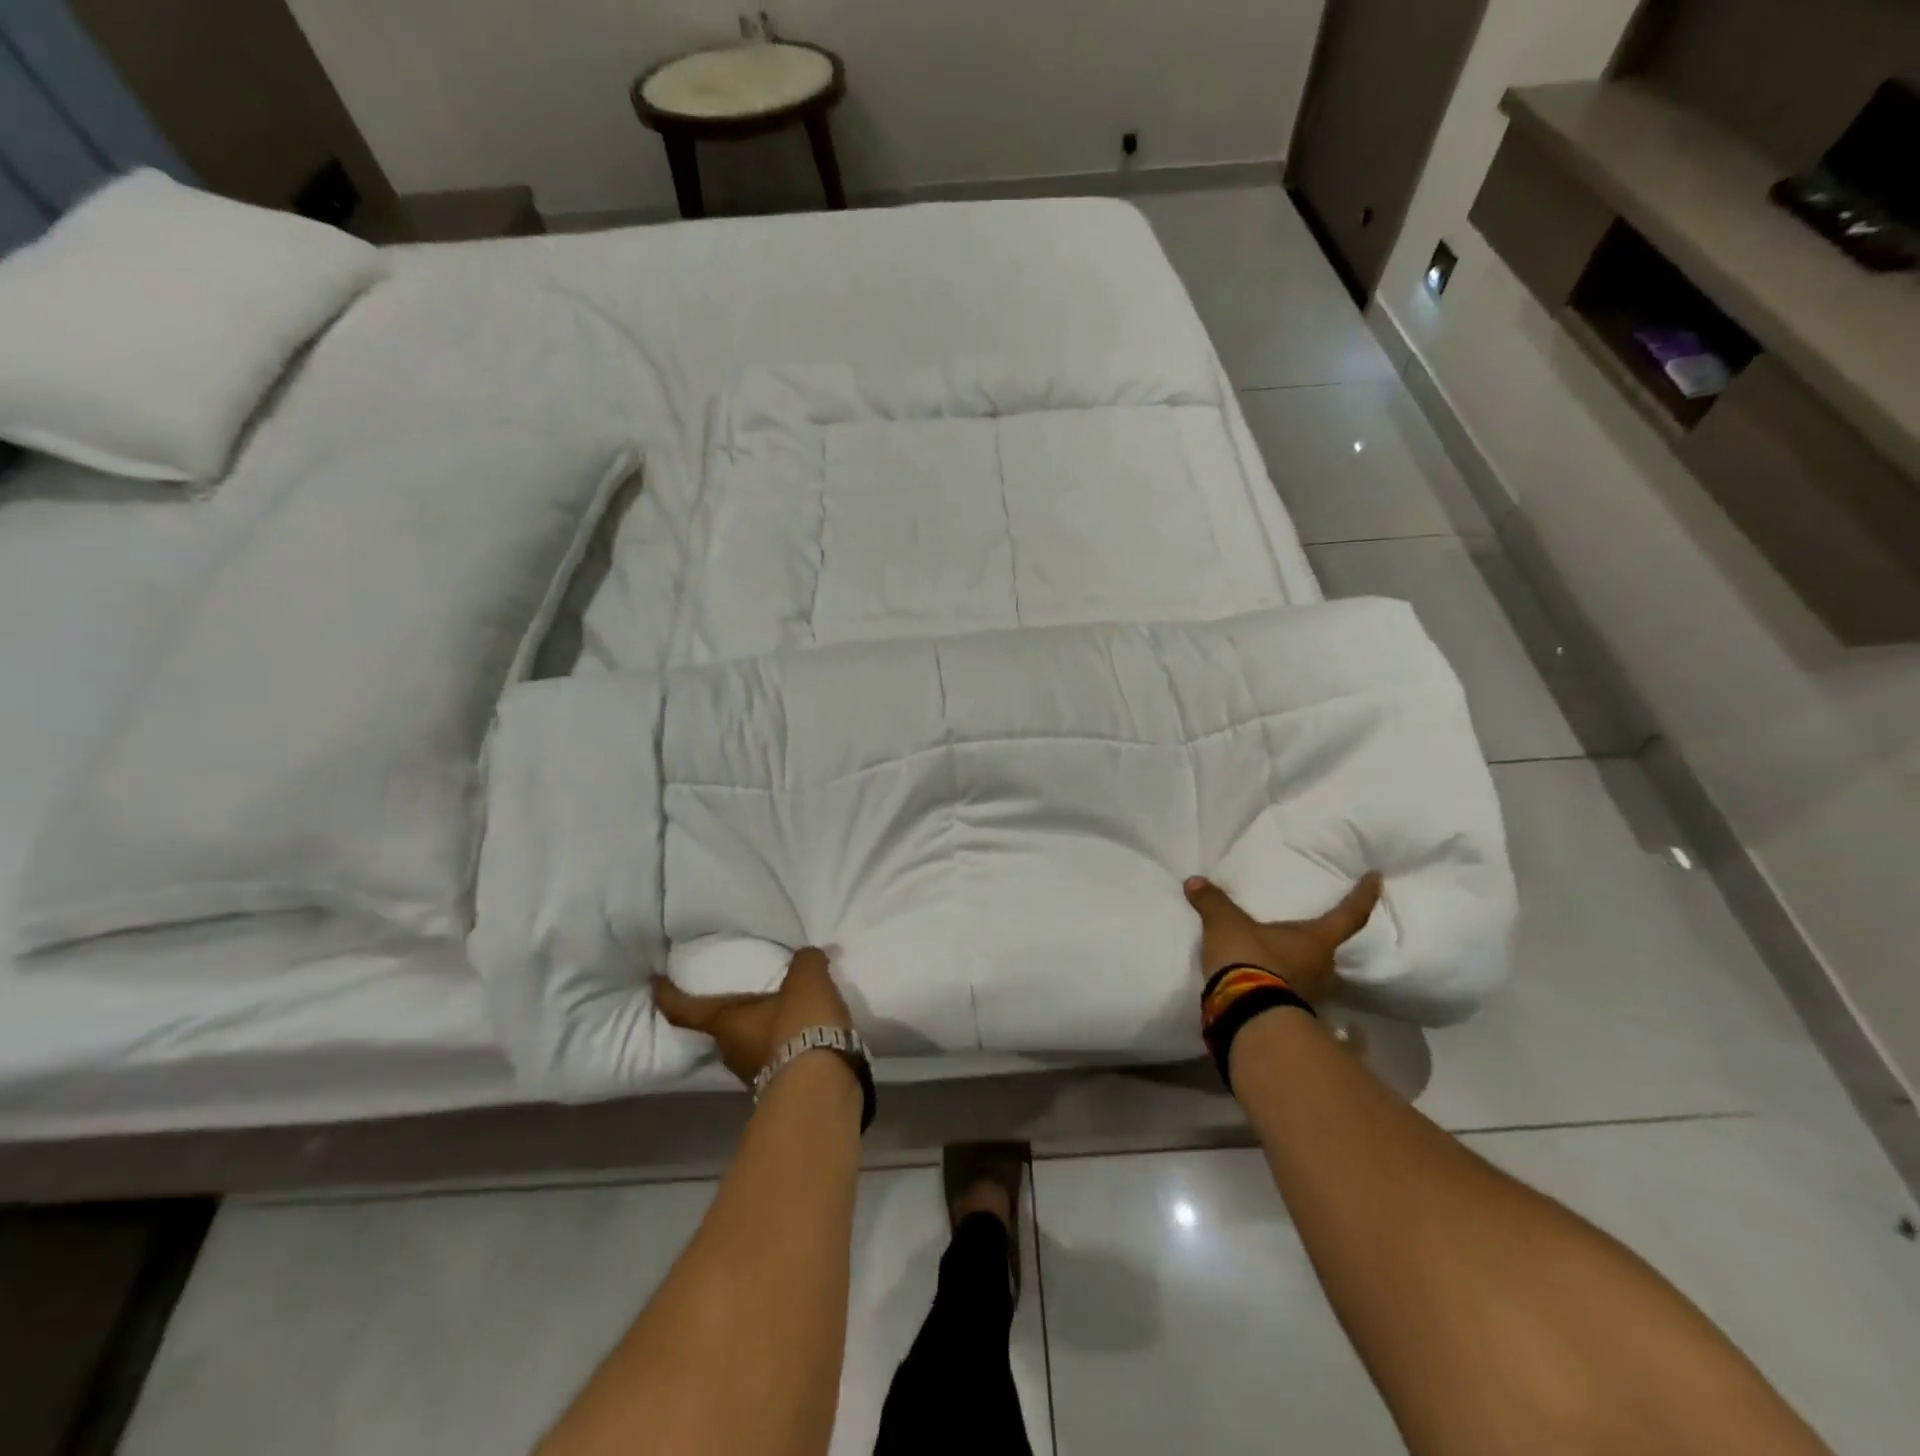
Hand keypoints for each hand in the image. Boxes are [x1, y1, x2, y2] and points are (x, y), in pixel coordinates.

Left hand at [652, 946, 855, 1086]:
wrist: (823, 1087)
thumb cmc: (799, 1025)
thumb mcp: (807, 980)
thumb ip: (805, 962)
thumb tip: (808, 957)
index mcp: (726, 1023)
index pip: (686, 1010)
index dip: (668, 995)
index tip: (655, 983)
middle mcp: (732, 1053)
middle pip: (723, 1031)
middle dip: (735, 1016)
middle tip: (750, 997)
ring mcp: (756, 1078)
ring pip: (752, 1049)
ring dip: (766, 1035)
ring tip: (790, 1017)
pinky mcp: (784, 1092)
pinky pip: (781, 1063)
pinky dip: (791, 1051)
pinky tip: (812, 1039)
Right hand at [1184, 872, 1382, 1007]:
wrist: (1245, 1015)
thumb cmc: (1250, 959)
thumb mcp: (1226, 925)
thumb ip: (1213, 903)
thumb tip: (1195, 882)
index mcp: (1316, 941)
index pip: (1348, 914)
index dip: (1363, 895)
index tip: (1376, 878)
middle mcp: (1322, 969)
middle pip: (1330, 950)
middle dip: (1321, 940)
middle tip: (1309, 929)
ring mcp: (1311, 997)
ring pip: (1312, 975)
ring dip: (1300, 966)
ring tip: (1282, 955)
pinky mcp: (1292, 1016)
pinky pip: (1291, 994)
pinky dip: (1282, 986)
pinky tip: (1267, 983)